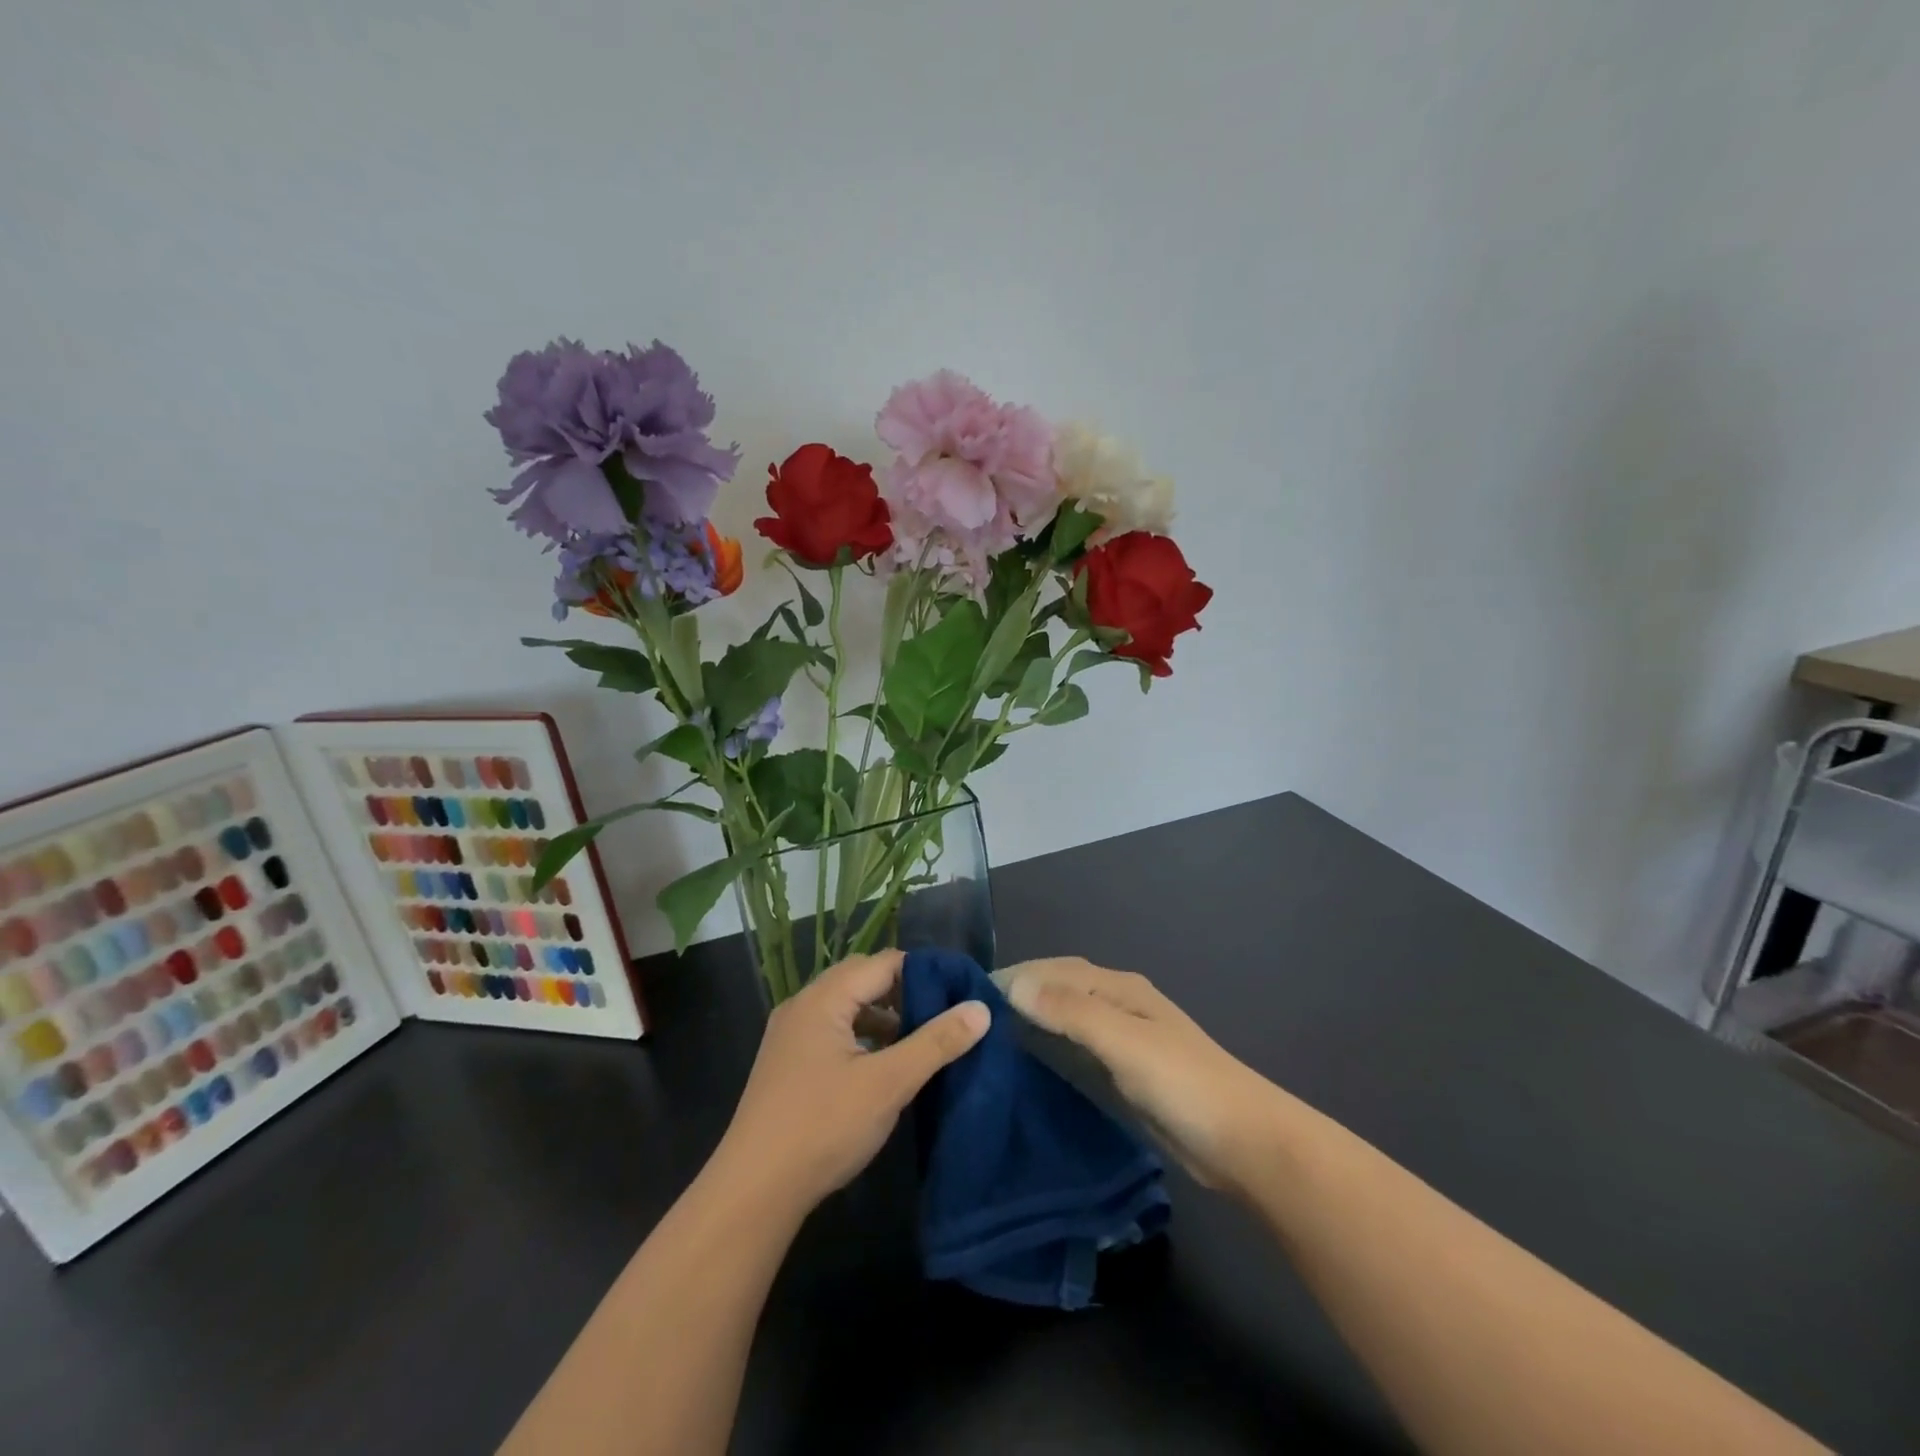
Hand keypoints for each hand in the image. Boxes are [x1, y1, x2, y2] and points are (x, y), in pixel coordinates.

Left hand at [711, 950, 989, 1212]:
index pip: (883, 963)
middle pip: (862, 979)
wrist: (753, 1191)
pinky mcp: (787, 1064)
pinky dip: (861, 1038)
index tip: (959, 993)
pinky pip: (832, 1032)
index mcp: (823, 998)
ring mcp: (790, 1035)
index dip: (924, 973)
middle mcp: (803, 1005)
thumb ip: (936, 1043)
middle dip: (904, 993)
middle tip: (941, 1016)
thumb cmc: (824, 1126)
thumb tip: (981, 1009)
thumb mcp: (889, 1084)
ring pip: (846, 1007)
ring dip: (882, 1017)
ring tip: (916, 1043)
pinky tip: (880, 1068)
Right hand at [1002, 957, 1279, 1191]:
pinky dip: (1051, 1044)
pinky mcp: (1125, 1072)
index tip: (971, 990)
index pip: (1056, 969)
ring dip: (1034, 1016)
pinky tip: (1032, 1060)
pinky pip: (1077, 1046)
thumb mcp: (1125, 1042)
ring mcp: (1124, 1039)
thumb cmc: (1184, 1085)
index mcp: (1120, 988)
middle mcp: (1119, 1004)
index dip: (1016, 975)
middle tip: (976, 1013)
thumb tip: (1014, 985)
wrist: (1244, 1143)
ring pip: (1068, 1016)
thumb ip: (1072, 1012)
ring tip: (992, 1034)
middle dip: (1022, 990)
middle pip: (1061, 986)